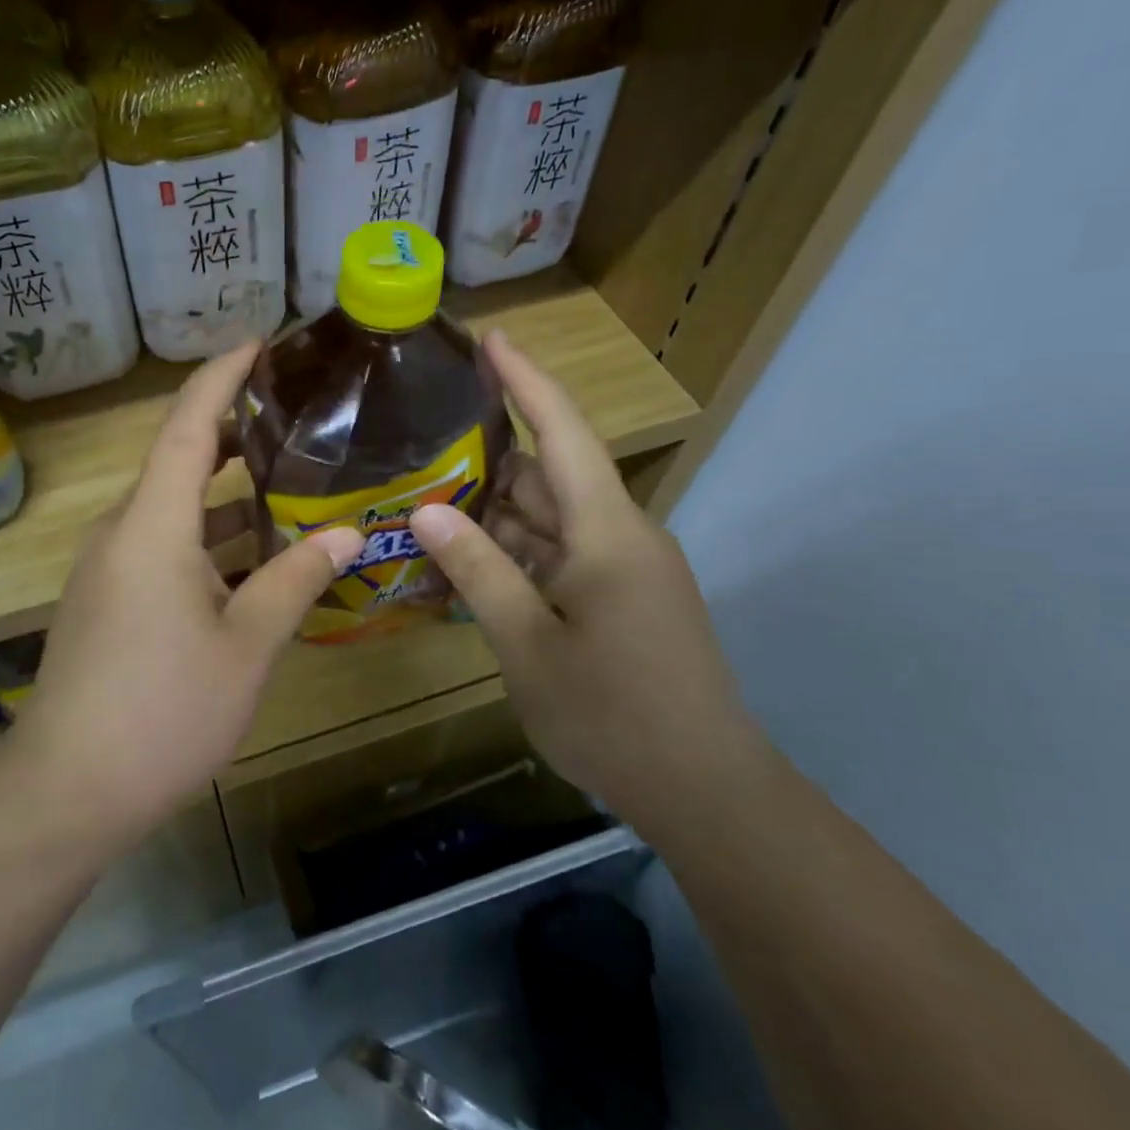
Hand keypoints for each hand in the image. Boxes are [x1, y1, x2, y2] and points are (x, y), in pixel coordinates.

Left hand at [1, 344, 362, 845]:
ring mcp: (111, 567)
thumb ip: (296, 580)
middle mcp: (124, 530)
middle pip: (179, 460)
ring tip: (291, 486)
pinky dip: (209, 539)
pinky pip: (164, 547)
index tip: (260, 343)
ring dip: (227, 497)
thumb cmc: (163, 710)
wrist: (69, 788)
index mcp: (153, 524)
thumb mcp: (246, 645)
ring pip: (174, 509)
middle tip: (296, 420)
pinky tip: (256, 561)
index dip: (222, 377)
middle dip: (233, 433)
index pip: (187, 424)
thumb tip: (348, 531)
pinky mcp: (109, 599)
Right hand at [409, 332, 766, 827]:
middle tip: (424, 443)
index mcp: (608, 532)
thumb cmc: (613, 714)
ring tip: (430, 500)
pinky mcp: (622, 600)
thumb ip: (479, 569)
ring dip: (497, 513)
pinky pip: (561, 556)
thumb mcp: (528, 642)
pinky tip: (470, 561)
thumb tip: (428, 509)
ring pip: (552, 520)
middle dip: (491, 458)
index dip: (526, 381)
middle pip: (551, 476)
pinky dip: (517, 552)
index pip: (564, 432)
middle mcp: (621, 536)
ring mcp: (625, 570)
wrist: (705, 791)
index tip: (491, 338)